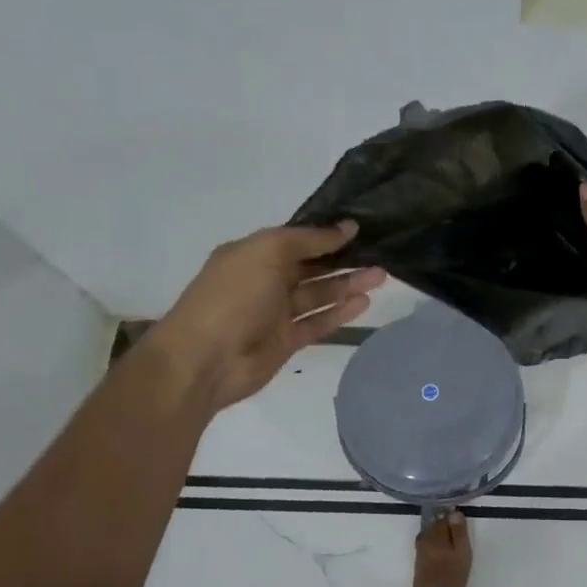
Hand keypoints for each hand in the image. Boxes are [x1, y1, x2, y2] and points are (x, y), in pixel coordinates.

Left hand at [157, 221, 384, 408]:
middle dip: (343, 259)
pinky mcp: (286, 341)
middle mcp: (264, 281)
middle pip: (311, 267)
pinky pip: (317, 322)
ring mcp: (275, 313)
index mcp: (253, 254)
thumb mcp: (268, 252)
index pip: (296, 239)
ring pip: (318, 294)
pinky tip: (364, 302)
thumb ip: (309, 239)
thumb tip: (347, 227)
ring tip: (381, 276)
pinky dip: (339, 312)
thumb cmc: (233, 296)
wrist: (205, 359)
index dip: (327, 234)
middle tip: (380, 253)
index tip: (361, 228)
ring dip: (348, 285)